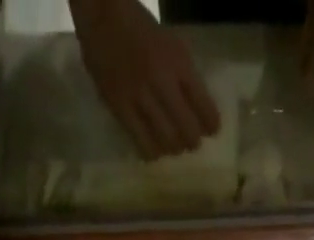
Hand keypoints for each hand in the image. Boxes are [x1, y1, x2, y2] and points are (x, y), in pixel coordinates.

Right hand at [72, 0, 221, 159]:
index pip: (203, 105)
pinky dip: (152, 152)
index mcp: (177, 62)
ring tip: (173, 146)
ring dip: (174, 148)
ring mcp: (139, 95)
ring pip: (167, 140)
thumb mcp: (171, 44)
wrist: (101, 14)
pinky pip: (142, 142)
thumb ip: (185, 75)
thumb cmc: (140, 29)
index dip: (211, 124)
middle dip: (193, 141)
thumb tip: (199, 112)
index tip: (212, 130)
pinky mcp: (120, 107)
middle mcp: (161, 80)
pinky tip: (153, 150)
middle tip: (191, 142)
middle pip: (187, 130)